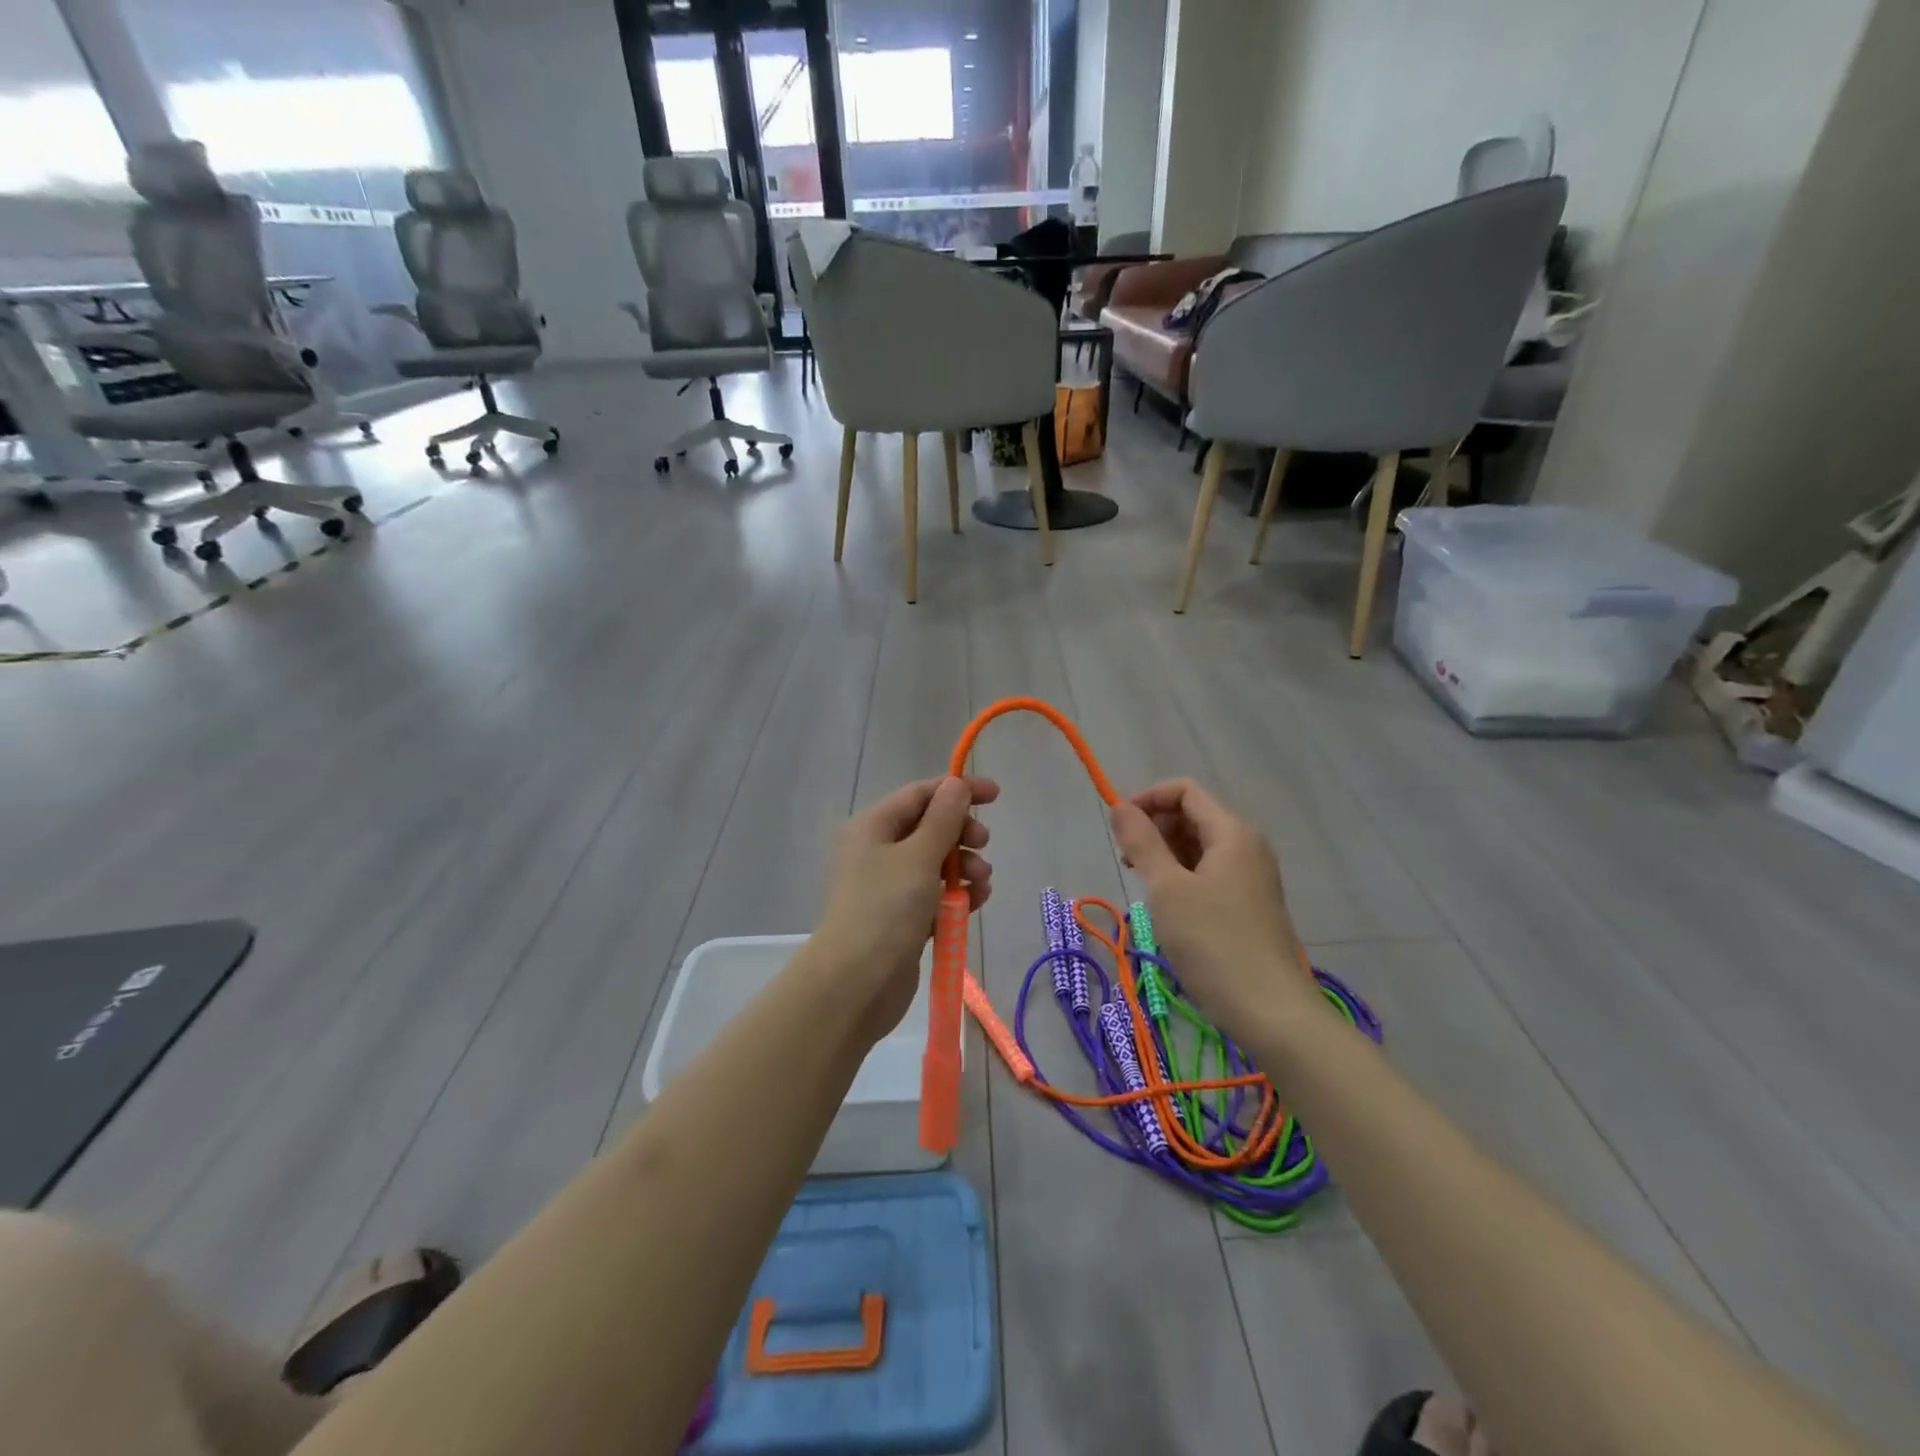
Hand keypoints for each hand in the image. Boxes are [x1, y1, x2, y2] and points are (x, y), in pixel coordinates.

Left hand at [812, 776, 997, 1044]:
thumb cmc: (885, 909)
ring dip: (964, 866)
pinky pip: (936, 894)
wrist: (855, 984)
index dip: (957, 790)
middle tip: (983, 845)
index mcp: (872, 827)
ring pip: (936, 863)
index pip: (920, 794)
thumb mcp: (918, 856)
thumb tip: (956, 783)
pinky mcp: (902, 918)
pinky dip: (957, 894)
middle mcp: (877, 852)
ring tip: (982, 882)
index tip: (996, 795)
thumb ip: (943, 818)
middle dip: (961, 833)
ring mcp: (889, 887)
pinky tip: (976, 901)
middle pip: (929, 827)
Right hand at [1108, 778, 1316, 1042]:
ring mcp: (1251, 876)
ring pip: (1199, 845)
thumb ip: (1142, 842)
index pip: (1185, 791)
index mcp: (1232, 832)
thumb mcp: (1168, 889)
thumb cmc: (1214, 944)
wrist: (1271, 1012)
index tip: (1118, 827)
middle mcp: (1246, 846)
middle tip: (1127, 861)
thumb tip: (1119, 807)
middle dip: (1154, 827)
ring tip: (1143, 884)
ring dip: (1165, 853)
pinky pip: (1209, 872)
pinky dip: (1182, 875)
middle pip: (1192, 815)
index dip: (1147, 799)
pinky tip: (1167, 905)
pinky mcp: (1248, 904)